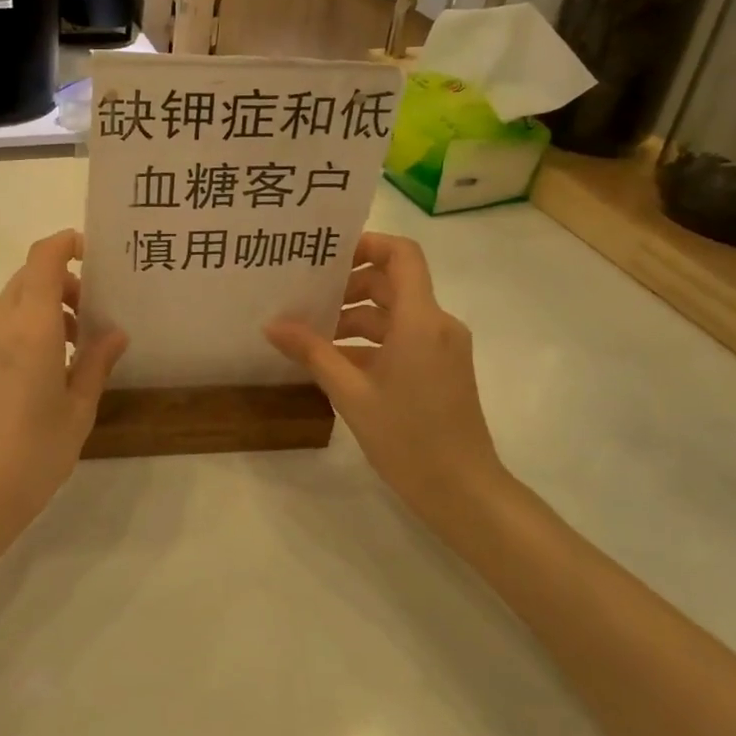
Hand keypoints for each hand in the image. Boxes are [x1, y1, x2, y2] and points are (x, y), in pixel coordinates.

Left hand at [0, 230, 127, 547]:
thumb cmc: (33, 454)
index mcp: (32, 327)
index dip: (66, 243)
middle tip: (94, 311)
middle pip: (30, 275)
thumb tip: (116, 332)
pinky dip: (29, 325)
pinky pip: (3, 324)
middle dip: (64, 280)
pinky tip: (50, 366)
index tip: (94, 253)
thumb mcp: (78, 409)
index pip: (43, 258)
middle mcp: (0, 323)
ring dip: (47, 305)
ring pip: (16, 300)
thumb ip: (97, 363)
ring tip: (78, 345)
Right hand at [266, 233, 505, 531]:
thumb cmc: (408, 438)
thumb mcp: (352, 394)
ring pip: (395, 312)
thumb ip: (312, 353)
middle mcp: (437, 323)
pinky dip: (371, 341)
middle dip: (349, 286)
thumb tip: (272, 326)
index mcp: (421, 319)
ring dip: (356, 316)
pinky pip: (403, 337)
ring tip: (312, 335)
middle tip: (306, 299)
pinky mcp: (441, 367)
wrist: (463, 492)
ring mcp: (442, 346)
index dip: (367, 244)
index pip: (402, 254)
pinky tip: (335, 361)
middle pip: (392, 282)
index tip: (327, 257)